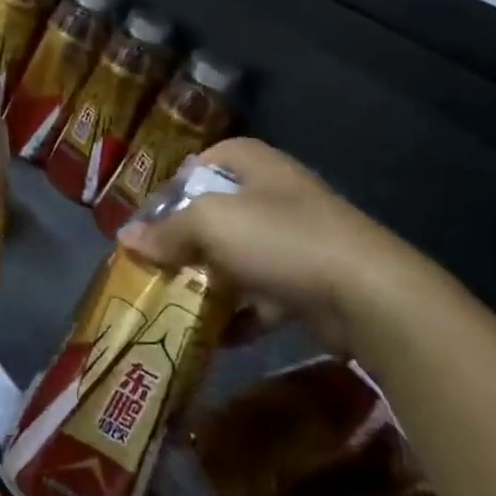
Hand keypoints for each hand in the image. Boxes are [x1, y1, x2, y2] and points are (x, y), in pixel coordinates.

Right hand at [117, 138, 445, 354]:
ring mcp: (298, 238)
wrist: (369, 296)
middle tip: (157, 263)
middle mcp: (276, 194)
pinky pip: (264, 293)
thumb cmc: (281, 239)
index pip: (204, 161)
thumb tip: (126, 238)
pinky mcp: (311, 280)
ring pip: (239, 254)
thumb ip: (167, 231)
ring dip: (211, 278)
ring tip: (177, 300)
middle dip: (187, 238)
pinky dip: (242, 313)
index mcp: (254, 164)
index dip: (175, 185)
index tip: (151, 218)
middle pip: (218, 210)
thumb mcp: (210, 224)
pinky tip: (218, 334)